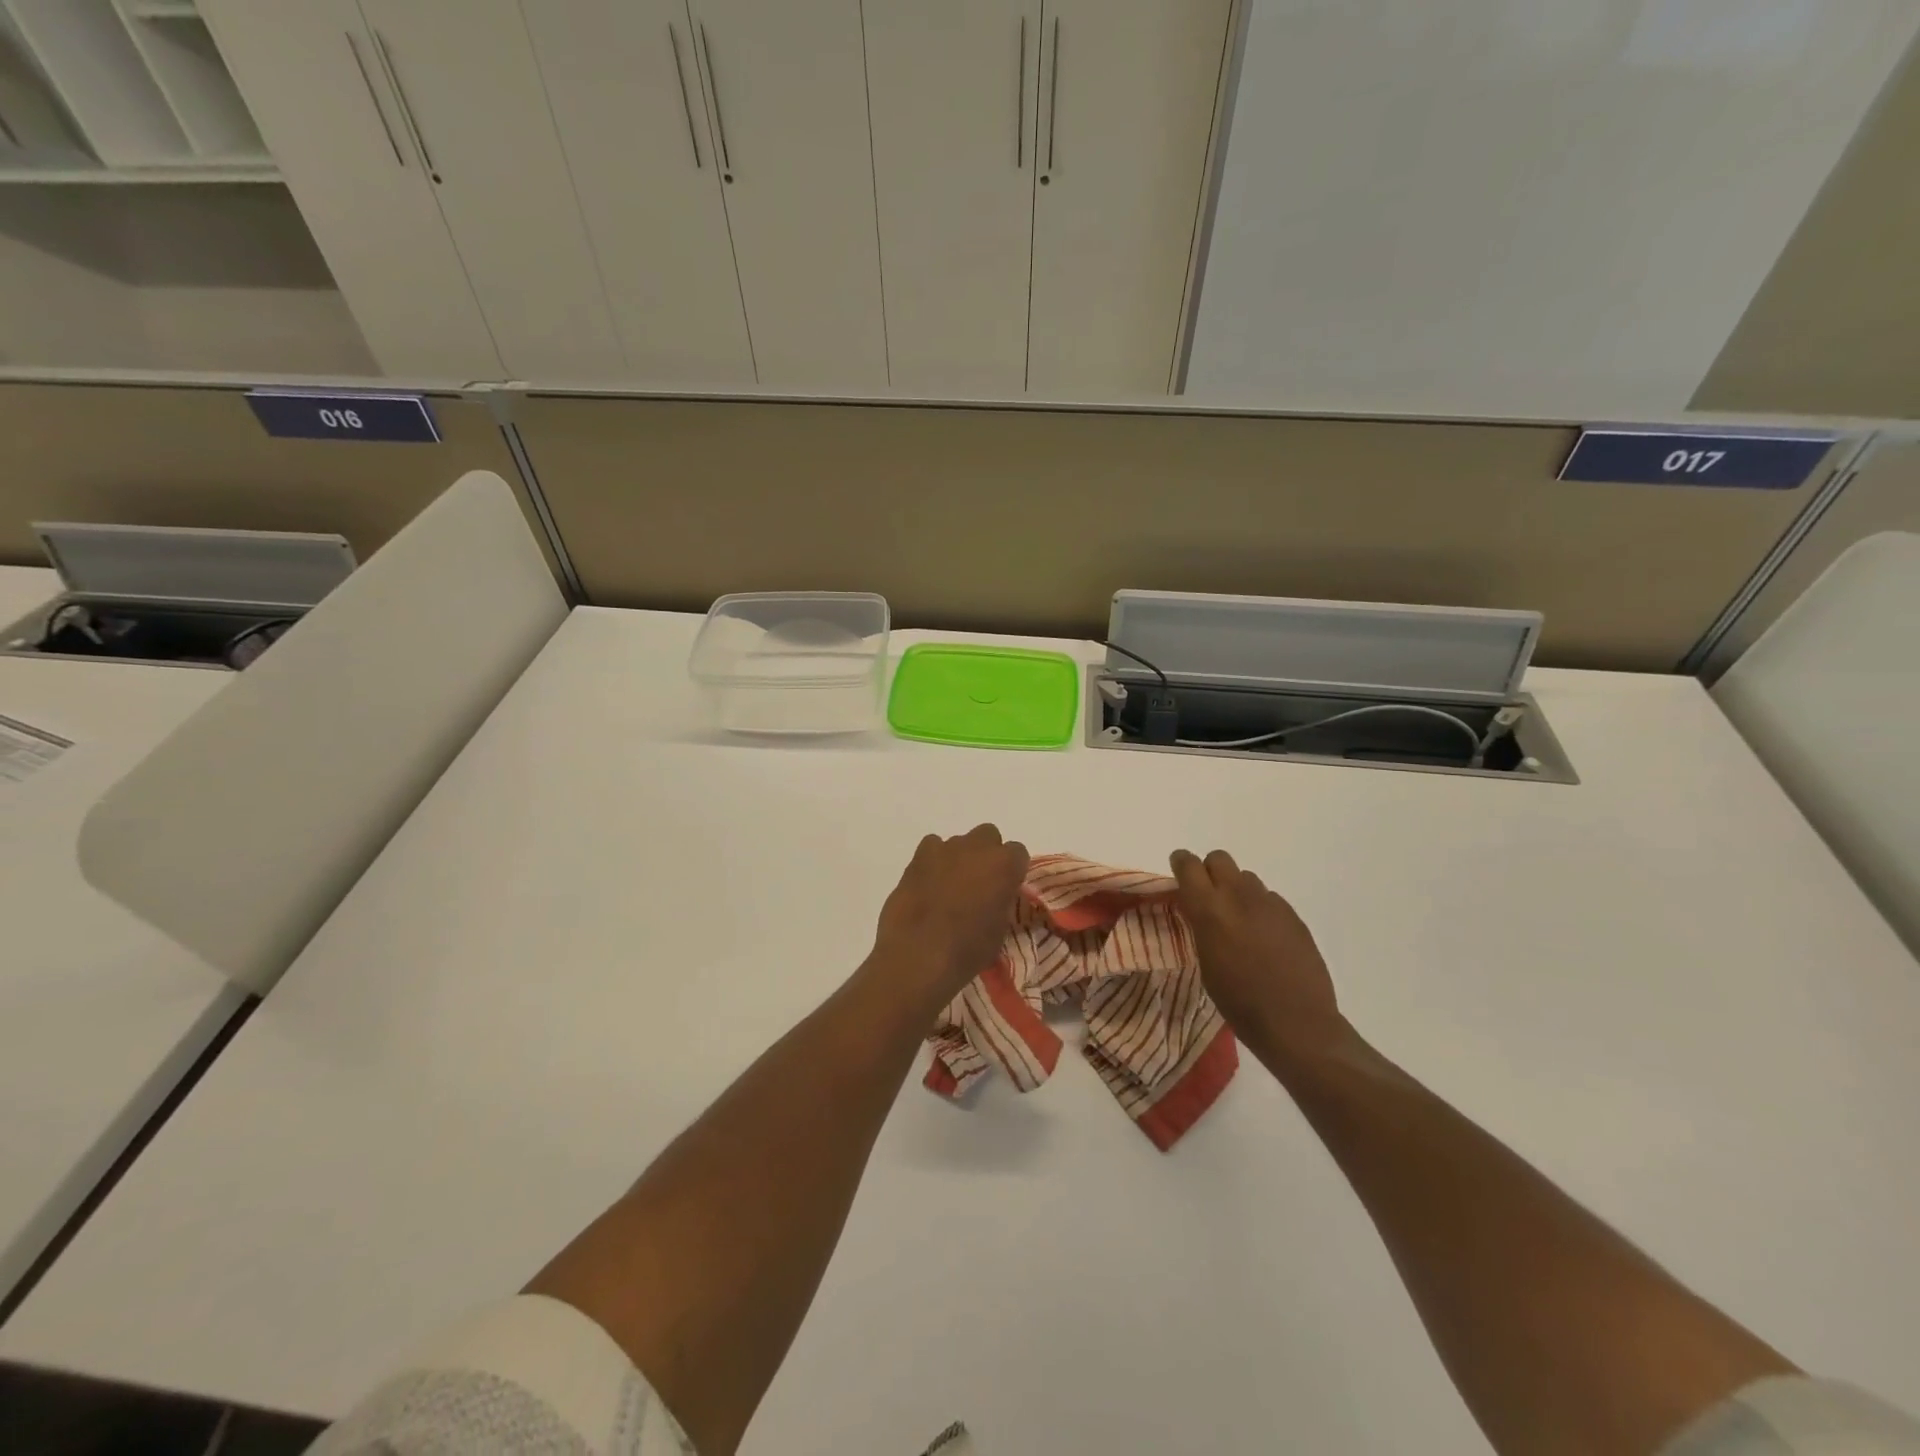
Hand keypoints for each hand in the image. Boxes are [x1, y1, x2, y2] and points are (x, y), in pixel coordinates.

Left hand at [871, 825, 1029, 1004]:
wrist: (920, 953)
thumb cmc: (968, 949)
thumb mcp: (999, 929)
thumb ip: (1001, 902)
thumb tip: (994, 898)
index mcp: (1005, 865)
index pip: (1018, 853)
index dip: (1011, 870)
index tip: (1005, 888)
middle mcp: (978, 847)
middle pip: (988, 836)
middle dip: (986, 854)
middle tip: (979, 882)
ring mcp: (946, 848)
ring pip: (959, 842)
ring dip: (959, 858)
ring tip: (949, 886)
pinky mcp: (918, 856)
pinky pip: (932, 847)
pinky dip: (933, 860)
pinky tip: (928, 882)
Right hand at [1171, 848, 1346, 1068]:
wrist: (1296, 1022)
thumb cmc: (1239, 1001)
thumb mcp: (1206, 962)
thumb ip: (1201, 925)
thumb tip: (1200, 908)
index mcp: (1210, 910)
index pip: (1188, 865)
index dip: (1181, 864)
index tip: (1180, 875)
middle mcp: (1239, 896)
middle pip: (1219, 859)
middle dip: (1210, 871)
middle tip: (1209, 898)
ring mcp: (1270, 904)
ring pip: (1246, 878)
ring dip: (1237, 891)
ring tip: (1240, 922)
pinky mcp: (1293, 915)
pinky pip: (1269, 899)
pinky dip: (1261, 910)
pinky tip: (1265, 939)